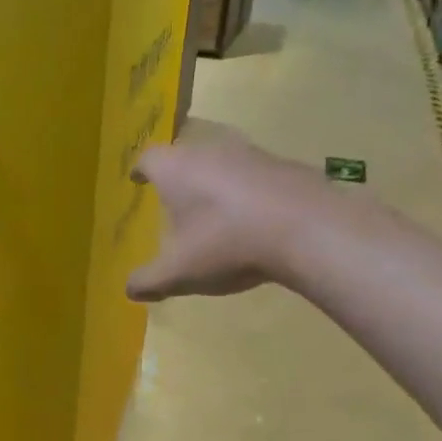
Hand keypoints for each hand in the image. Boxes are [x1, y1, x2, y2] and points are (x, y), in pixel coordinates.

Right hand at [126, 128, 340, 301]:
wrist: (311, 229)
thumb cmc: (228, 244)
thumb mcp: (179, 272)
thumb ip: (149, 280)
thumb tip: (130, 289)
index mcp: (176, 169)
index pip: (148, 158)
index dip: (141, 170)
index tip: (138, 180)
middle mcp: (209, 151)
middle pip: (185, 154)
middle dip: (177, 173)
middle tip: (175, 196)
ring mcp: (251, 154)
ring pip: (223, 161)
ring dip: (215, 180)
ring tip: (215, 208)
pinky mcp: (286, 165)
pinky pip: (256, 174)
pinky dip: (249, 190)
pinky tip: (256, 217)